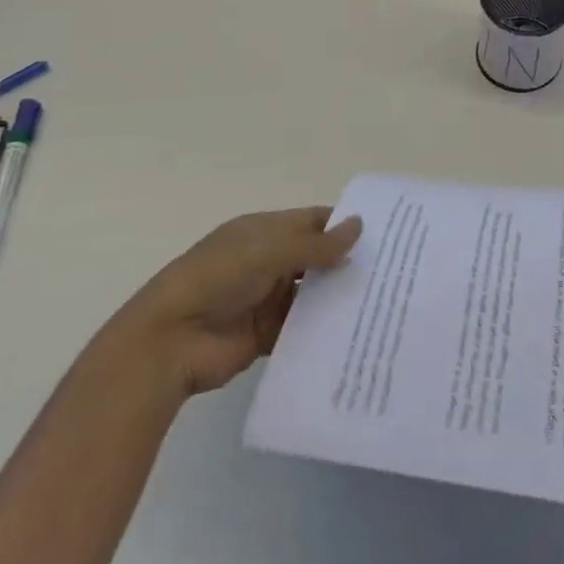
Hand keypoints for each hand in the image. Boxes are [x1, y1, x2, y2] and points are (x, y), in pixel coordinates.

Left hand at [125, 207, 362, 398]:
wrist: (169, 342)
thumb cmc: (217, 278)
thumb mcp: (268, 251)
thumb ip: (315, 244)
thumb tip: (360, 226)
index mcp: (263, 232)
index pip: (311, 222)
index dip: (342, 224)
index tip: (383, 232)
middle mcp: (267, 262)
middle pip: (314, 258)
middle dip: (346, 261)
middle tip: (393, 269)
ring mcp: (266, 299)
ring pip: (310, 294)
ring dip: (337, 296)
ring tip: (383, 301)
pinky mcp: (265, 335)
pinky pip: (301, 329)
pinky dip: (322, 330)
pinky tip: (355, 332)